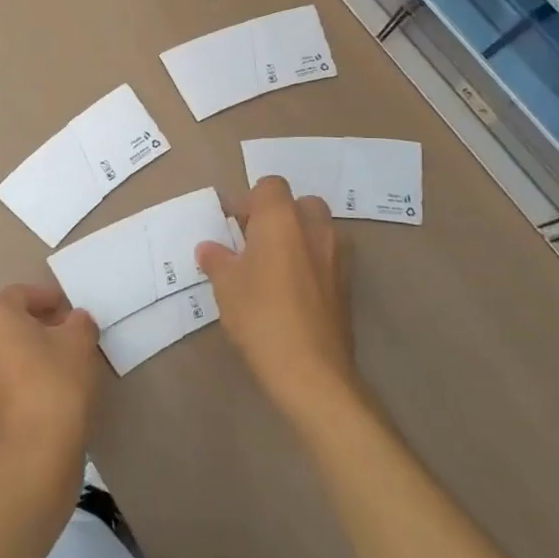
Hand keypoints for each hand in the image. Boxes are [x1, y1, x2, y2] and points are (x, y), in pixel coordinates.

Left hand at [0, 284, 100, 468]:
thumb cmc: (56, 382)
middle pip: (10, 321)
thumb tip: (74, 321)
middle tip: (70, 332)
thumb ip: (79, 321)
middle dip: (40, 323)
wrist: (36, 453)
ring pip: (7, 350)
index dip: (50, 298)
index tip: (72, 309)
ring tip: (64, 359)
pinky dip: (25, 374)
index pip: (22, 294)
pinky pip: (5, 376)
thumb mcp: (79, 341)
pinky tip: (51, 385)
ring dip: (32, 349)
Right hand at [196, 176, 355, 429]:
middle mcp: (314, 228)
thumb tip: (209, 249)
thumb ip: (217, 259)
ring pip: (318, 230)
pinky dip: (312, 263)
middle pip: (300, 203)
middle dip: (279, 215)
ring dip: (298, 238)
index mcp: (281, 219)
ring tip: (274, 267)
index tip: (233, 226)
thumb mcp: (225, 286)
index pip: (270, 186)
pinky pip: (328, 257)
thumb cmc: (260, 316)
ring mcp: (337, 256)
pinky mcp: (348, 284)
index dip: (250, 201)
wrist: (311, 371)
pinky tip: (292, 291)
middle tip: (254, 242)